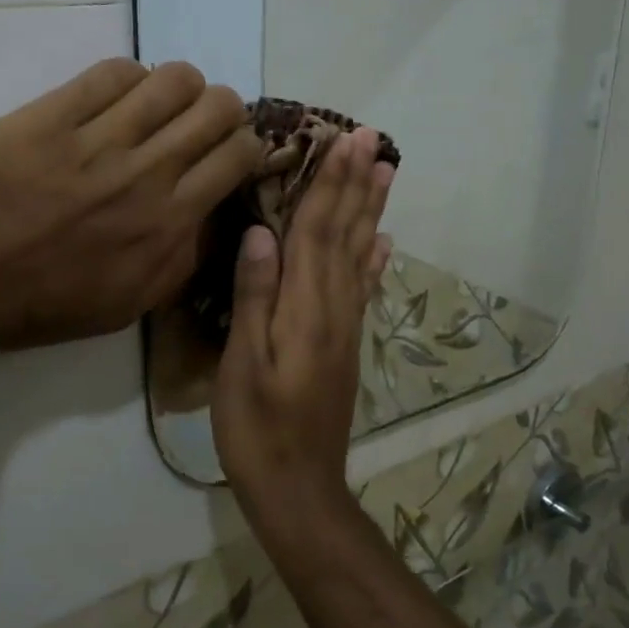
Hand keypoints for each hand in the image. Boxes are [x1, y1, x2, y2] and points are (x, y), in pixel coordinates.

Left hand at [0, 59, 259, 361]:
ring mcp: (96, 142)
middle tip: (193, 122)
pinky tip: (112, 95)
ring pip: (172, 79)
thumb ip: (181, 257)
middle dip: (218, 107)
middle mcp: (146, 176)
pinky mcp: (49, 117)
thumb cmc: (39, 305)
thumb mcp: (128, 304)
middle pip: (217, 107)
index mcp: (168, 226)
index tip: (224, 148)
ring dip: (176, 86)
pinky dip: (126, 77)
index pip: (238, 154)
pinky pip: (111, 73)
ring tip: (154, 103)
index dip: (242, 142)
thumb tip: (213, 211)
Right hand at [212, 126, 392, 516]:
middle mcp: (333, 307)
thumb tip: (262, 234)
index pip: (318, 230)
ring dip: (371, 210)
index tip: (346, 140)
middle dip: (357, 184)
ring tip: (385, 173)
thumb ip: (254, 298)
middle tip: (373, 139)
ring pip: (359, 254)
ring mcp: (343, 325)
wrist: (299, 488)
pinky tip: (382, 241)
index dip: (331, 183)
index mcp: (305, 307)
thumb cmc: (258, 427)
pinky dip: (373, 259)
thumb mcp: (243, 364)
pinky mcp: (344, 343)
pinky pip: (362, 289)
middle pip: (346, 233)